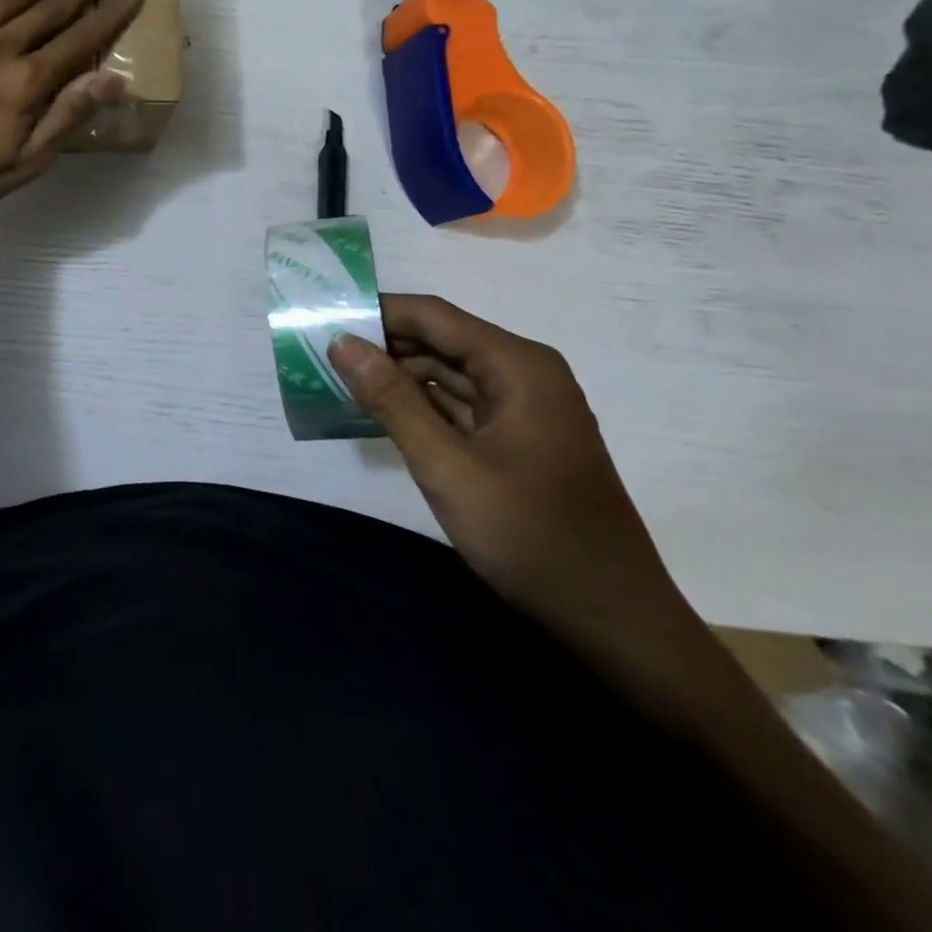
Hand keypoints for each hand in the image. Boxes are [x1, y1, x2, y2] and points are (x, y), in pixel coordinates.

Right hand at [329, 296, 690, 653]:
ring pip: (446, 371)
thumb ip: (392, 401)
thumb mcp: (447, 468)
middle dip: (381, 344)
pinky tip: (378, 412)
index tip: (321, 318)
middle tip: (318, 352)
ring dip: (396, 375)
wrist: (614, 620)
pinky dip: (418, 404)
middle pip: (440, 339)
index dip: (376, 312)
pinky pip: (458, 403)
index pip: (432, 315)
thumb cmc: (532, 538)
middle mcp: (524, 374)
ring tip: (336, 378)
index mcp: (518, 366)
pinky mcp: (517, 437)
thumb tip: (342, 342)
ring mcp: (523, 407)